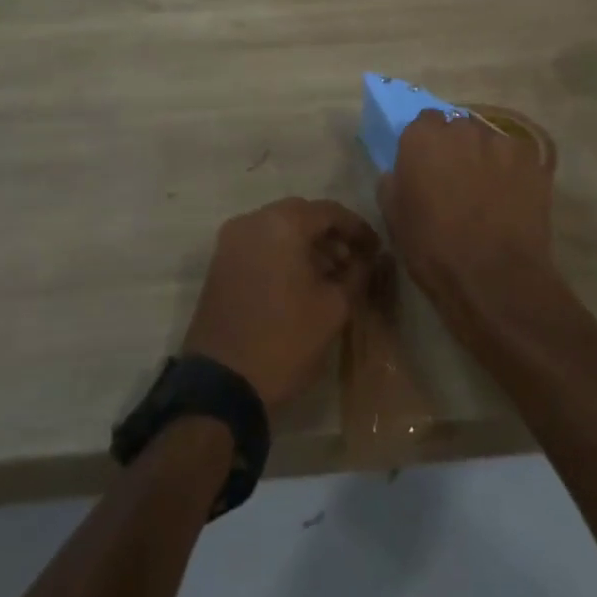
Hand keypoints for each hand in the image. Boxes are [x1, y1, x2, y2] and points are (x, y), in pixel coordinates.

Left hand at [183, 199, 380, 410]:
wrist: (220, 385)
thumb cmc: (284, 341)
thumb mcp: (334, 308)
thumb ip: (357, 274)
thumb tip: (369, 258)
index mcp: (283, 224)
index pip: (329, 211)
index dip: (357, 228)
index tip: (376, 249)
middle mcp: (253, 220)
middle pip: (302, 214)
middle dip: (331, 234)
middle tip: (354, 260)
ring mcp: (231, 240)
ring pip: (279, 227)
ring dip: (306, 244)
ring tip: (330, 274)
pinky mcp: (220, 262)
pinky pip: (260, 243)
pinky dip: (283, 253)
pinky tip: (300, 281)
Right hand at [379, 111, 556, 316]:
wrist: (494, 278)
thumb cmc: (433, 249)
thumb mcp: (394, 218)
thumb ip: (393, 182)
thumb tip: (398, 172)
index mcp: (423, 138)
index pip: (424, 121)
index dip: (427, 143)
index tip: (428, 165)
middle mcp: (461, 129)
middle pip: (458, 127)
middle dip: (457, 147)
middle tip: (458, 178)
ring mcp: (500, 141)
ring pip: (489, 140)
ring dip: (486, 157)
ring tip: (489, 190)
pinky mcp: (531, 160)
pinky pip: (517, 157)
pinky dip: (513, 171)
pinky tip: (513, 198)